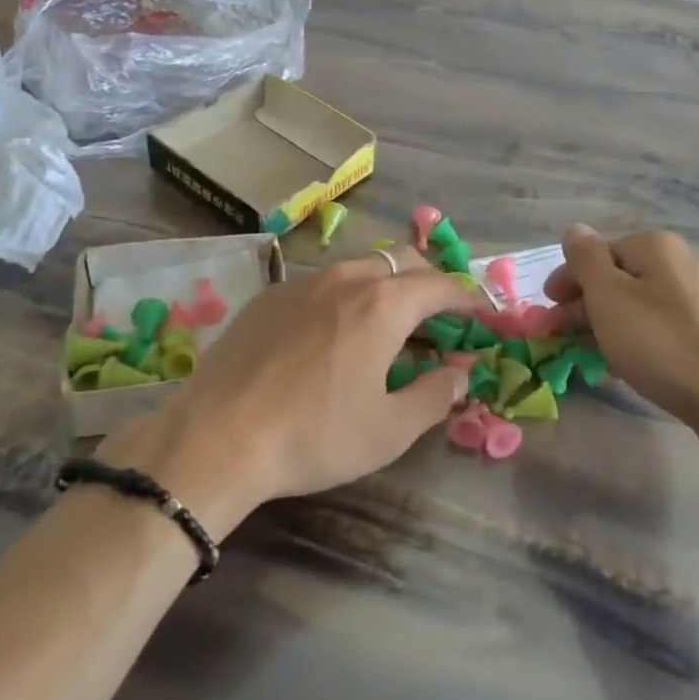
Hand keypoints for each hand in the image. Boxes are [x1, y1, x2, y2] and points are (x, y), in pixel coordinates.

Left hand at [96, 252, 477, 535]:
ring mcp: (303, 282)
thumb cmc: (315, 435)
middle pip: (401, 262)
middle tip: (439, 314)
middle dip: (428, 280)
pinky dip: (344, 296)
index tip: (481, 311)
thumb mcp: (389, 430)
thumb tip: (459, 375)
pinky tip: (332, 332)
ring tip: (387, 322)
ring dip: (385, 286)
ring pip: (359, 268)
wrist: (217, 437)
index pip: (440, 285)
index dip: (467, 297)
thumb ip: (434, 396)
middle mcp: (347, 279)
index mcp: (384, 304)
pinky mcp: (269, 296)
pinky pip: (321, 283)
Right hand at [543, 226, 698, 428]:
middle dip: (586, 304)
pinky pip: (661, 326)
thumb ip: (585, 258)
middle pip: (619, 277)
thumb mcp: (608, 296)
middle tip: (563, 336)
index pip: (598, 252)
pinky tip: (627, 365)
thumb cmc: (659, 343)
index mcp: (656, 246)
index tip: (549, 313)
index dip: (568, 280)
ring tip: (591, 354)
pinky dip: (637, 339)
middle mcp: (683, 262)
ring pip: (639, 304)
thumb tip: (576, 230)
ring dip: (608, 323)